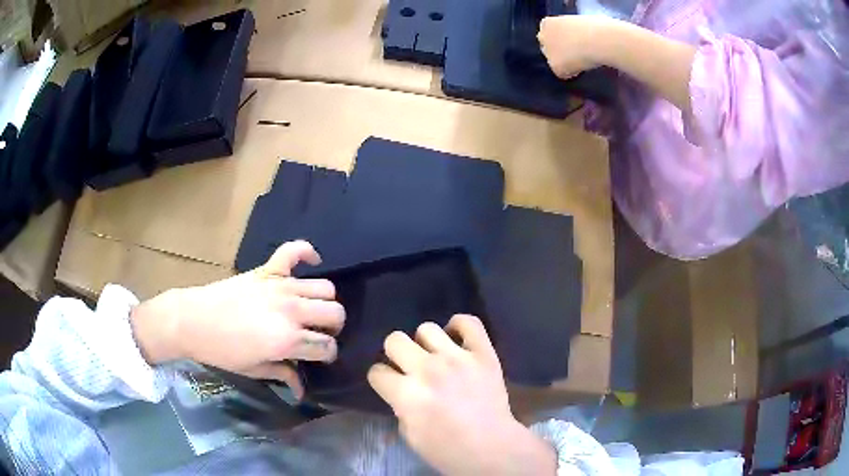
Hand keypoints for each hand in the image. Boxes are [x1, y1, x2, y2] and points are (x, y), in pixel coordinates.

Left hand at [131, 240, 344, 397]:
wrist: (193, 320)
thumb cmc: (222, 351)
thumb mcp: (253, 369)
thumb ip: (283, 375)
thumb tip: (302, 390)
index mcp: (288, 340)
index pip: (327, 346)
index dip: (328, 354)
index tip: (320, 357)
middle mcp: (291, 311)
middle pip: (335, 313)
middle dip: (332, 328)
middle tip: (317, 334)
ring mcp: (281, 287)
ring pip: (324, 287)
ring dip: (324, 301)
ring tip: (312, 309)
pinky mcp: (268, 270)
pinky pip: (294, 251)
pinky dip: (307, 252)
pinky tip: (313, 261)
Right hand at [367, 315, 555, 474]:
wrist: (492, 448)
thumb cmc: (447, 451)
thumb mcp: (409, 435)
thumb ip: (401, 407)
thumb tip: (402, 392)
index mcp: (406, 394)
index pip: (377, 371)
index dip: (381, 379)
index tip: (389, 384)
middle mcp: (428, 369)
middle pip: (394, 340)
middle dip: (396, 355)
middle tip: (409, 368)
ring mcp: (458, 358)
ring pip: (426, 328)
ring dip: (426, 344)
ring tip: (435, 357)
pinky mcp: (483, 353)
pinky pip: (468, 322)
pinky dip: (459, 326)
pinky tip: (456, 339)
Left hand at [538, 15, 605, 78]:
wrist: (599, 39)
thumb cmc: (596, 28)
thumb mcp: (577, 23)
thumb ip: (569, 31)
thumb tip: (575, 40)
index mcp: (547, 23)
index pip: (549, 33)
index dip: (562, 39)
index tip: (572, 43)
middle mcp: (543, 37)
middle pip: (548, 47)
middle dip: (559, 51)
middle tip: (576, 54)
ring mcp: (547, 52)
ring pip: (555, 61)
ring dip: (566, 62)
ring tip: (584, 59)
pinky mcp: (555, 66)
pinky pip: (564, 73)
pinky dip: (573, 72)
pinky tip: (584, 65)